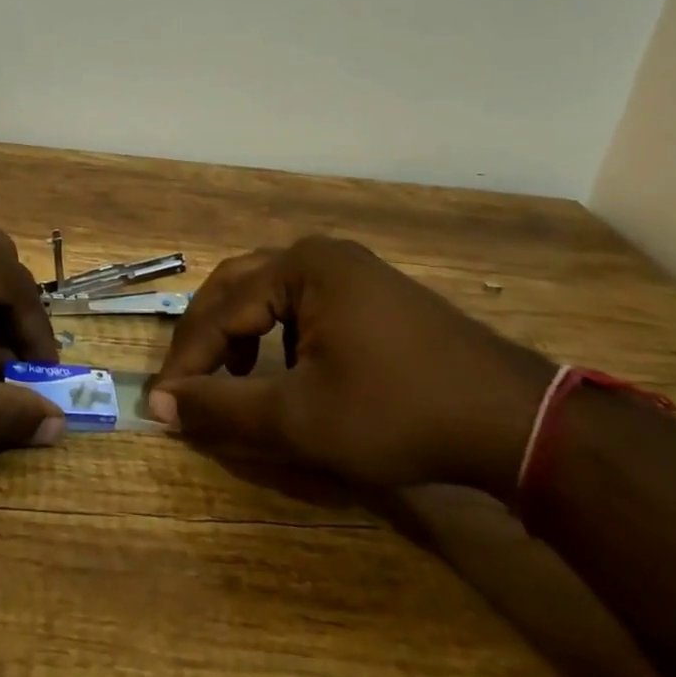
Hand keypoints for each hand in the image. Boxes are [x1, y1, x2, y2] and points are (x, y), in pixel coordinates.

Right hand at [147, 237, 553, 498]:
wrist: (514, 421)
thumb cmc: (398, 412)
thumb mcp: (300, 418)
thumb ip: (223, 408)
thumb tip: (161, 405)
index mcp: (300, 266)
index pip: (219, 310)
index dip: (186, 361)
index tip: (163, 406)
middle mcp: (321, 255)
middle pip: (237, 289)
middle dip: (207, 340)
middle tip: (188, 387)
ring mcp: (352, 271)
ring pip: (269, 297)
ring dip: (240, 337)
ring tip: (230, 381)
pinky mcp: (373, 295)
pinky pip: (303, 306)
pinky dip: (277, 338)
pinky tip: (283, 374)